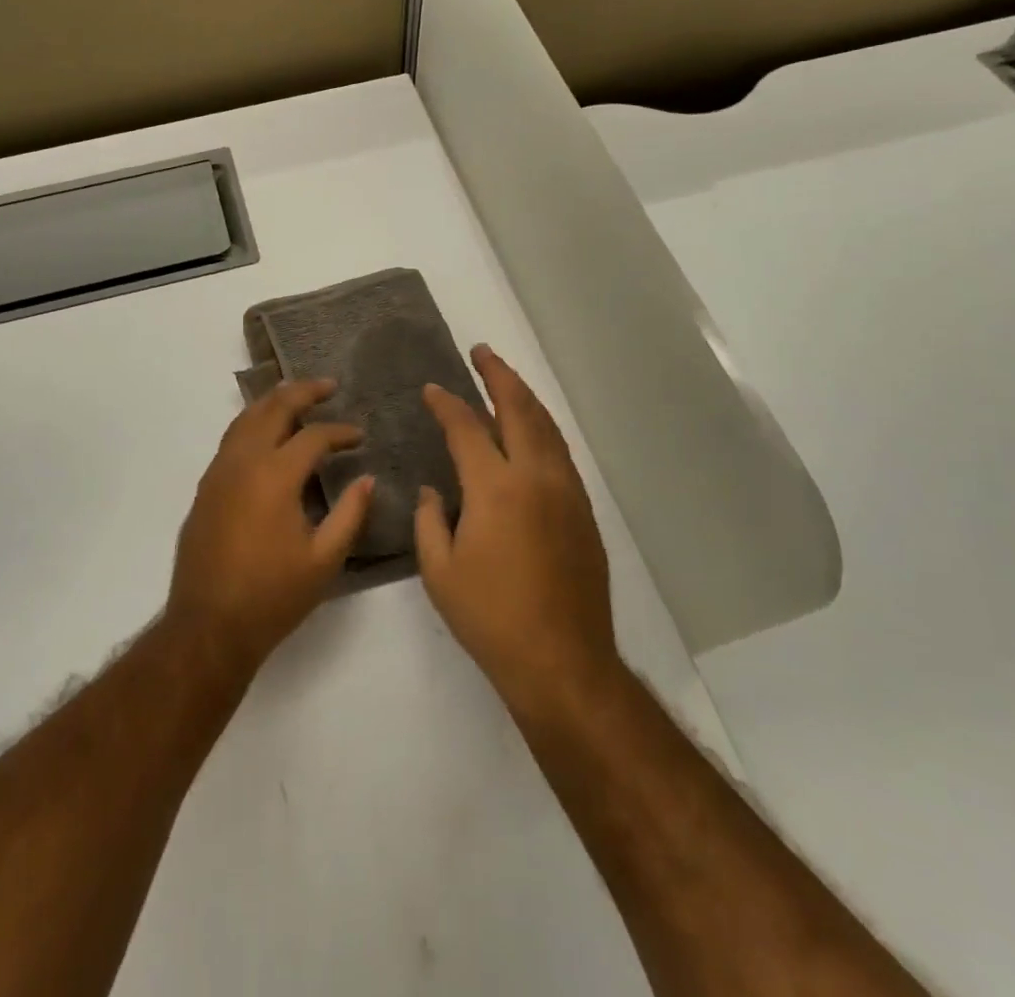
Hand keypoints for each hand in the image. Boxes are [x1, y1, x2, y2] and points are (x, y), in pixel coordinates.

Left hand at [167, 379, 373, 675]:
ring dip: (273, 402)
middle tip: (328, 385)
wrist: (208, 625)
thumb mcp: (324, 560)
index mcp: (274, 476)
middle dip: (303, 392)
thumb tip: (367, 479)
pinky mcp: (205, 487)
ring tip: (297, 396)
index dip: (341, 432)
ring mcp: (218, 472)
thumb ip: (350, 514)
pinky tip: (266, 434)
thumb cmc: (272, 596)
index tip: (360, 436)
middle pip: (273, 408)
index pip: (313, 436)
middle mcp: (243, 462)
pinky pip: (231, 439)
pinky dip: (253, 423)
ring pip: (245, 418)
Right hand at [414, 346, 619, 716]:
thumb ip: (430, 521)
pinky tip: (530, 431)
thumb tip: (435, 491)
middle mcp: (536, 477)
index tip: (432, 389)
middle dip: (498, 374)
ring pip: (547, 427)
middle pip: (519, 408)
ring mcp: (566, 492)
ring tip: (505, 380)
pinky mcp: (583, 511)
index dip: (447, 404)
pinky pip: (560, 452)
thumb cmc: (491, 618)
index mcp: (495, 488)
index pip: (467, 427)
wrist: (563, 662)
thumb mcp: (440, 572)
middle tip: (481, 353)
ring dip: (525, 397)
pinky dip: (542, 428)